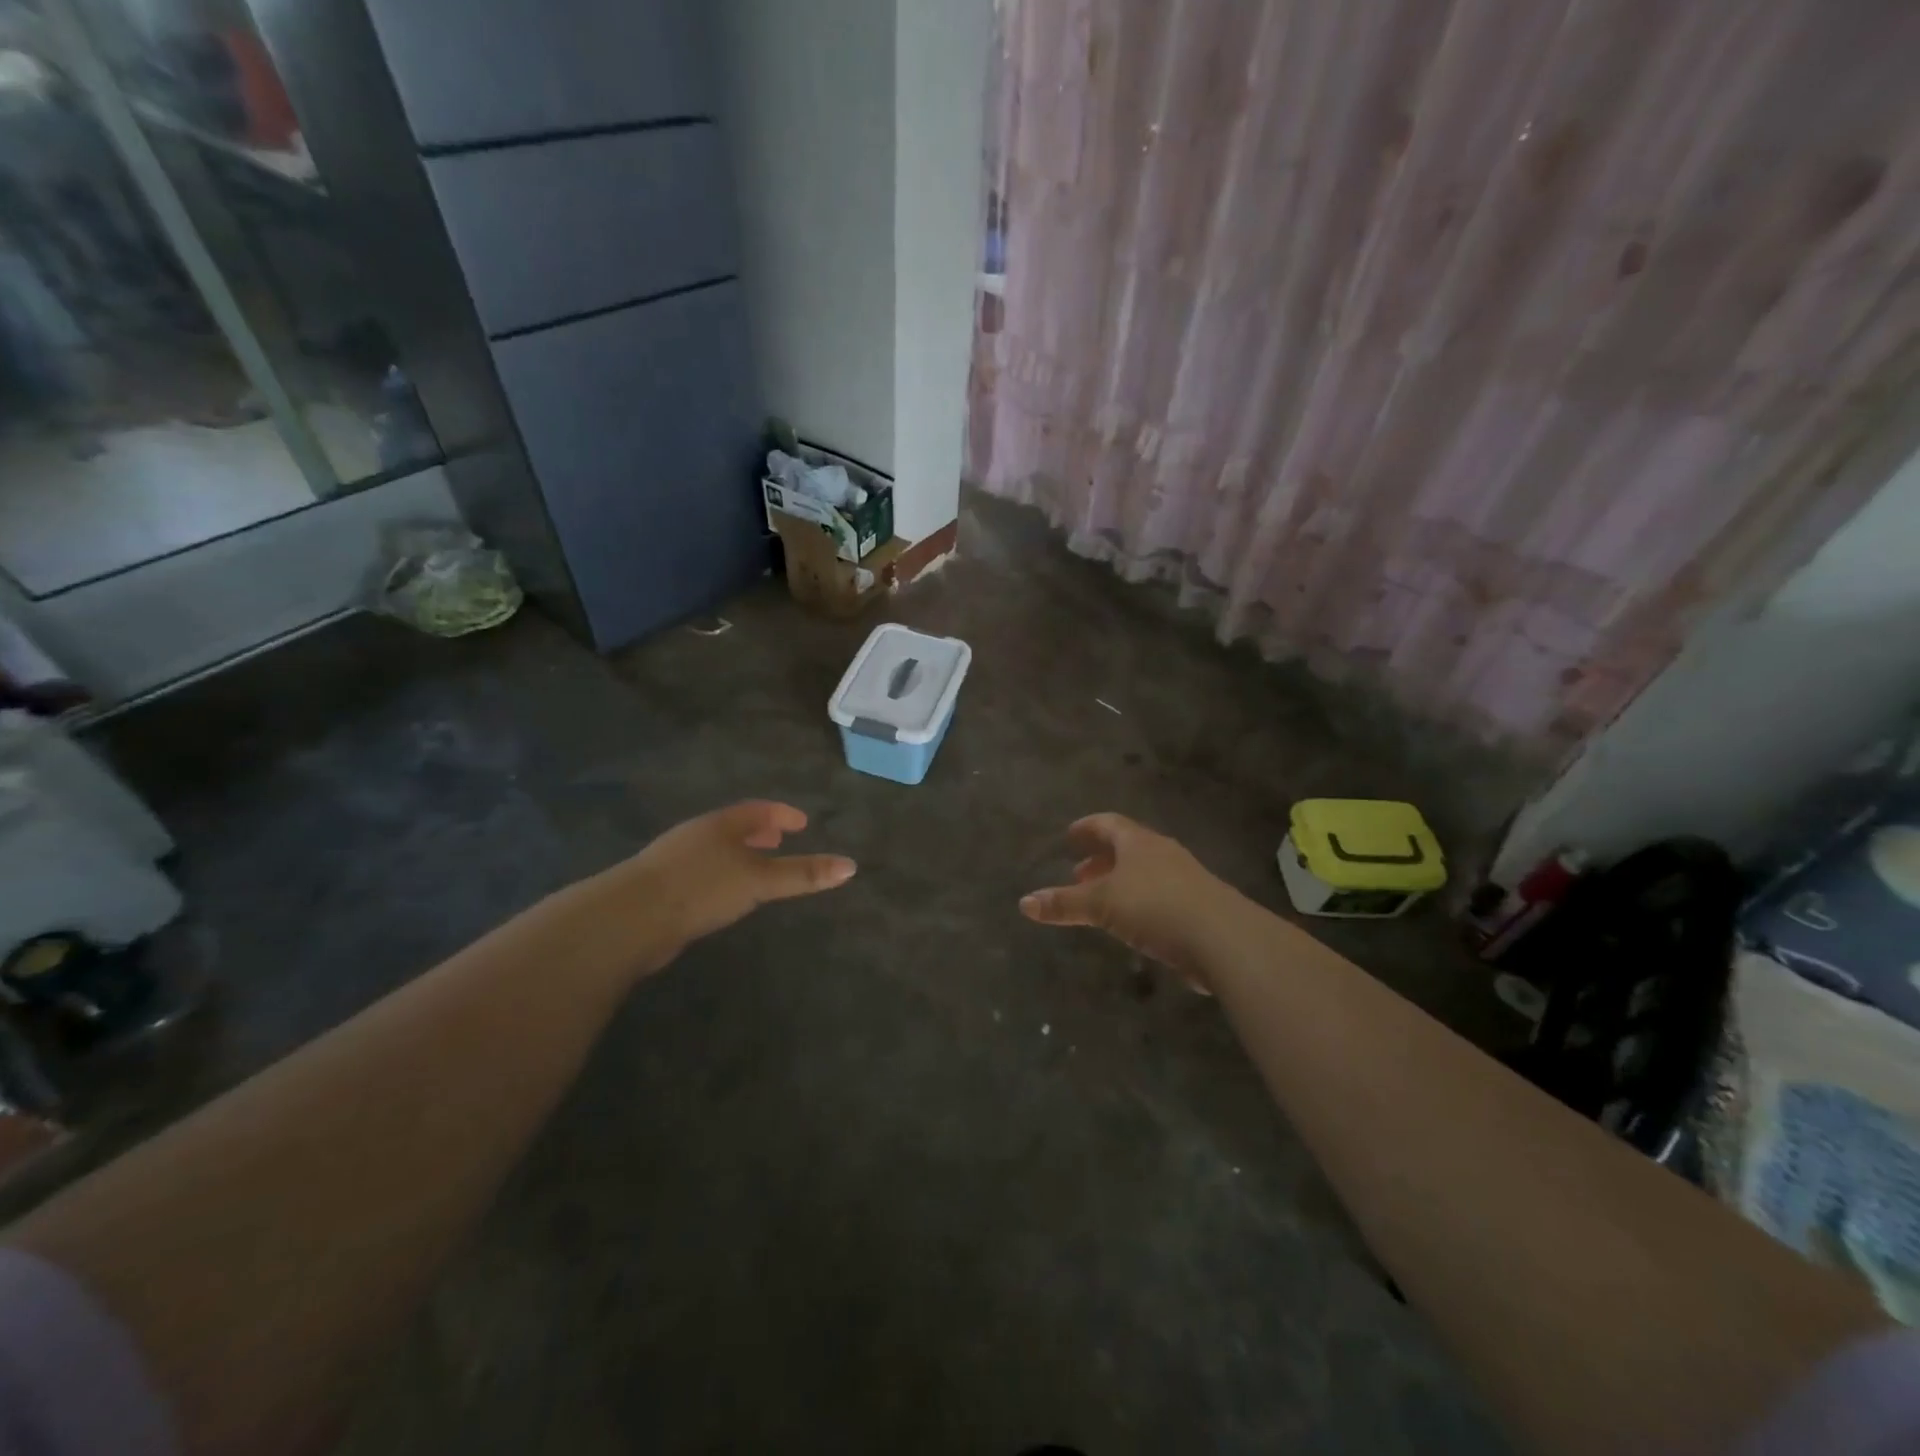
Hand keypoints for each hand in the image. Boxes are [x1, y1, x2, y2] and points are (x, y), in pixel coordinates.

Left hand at [581, 801, 855, 971]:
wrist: (629, 919)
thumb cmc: (701, 888)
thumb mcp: (759, 880)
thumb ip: (801, 874)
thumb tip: (850, 866)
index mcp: (720, 825)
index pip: (757, 810)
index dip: (781, 814)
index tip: (801, 823)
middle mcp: (697, 836)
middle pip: (734, 828)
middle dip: (759, 833)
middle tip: (780, 840)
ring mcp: (675, 861)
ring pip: (716, 851)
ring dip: (739, 855)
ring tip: (757, 868)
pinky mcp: (661, 889)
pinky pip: (701, 873)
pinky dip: (722, 876)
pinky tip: (724, 896)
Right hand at [1020, 814, 1238, 986]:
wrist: (1224, 939)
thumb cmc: (1155, 907)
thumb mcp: (1101, 904)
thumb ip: (1064, 903)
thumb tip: (1024, 902)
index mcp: (1139, 842)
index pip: (1108, 824)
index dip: (1087, 828)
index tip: (1070, 835)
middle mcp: (1163, 853)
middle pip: (1127, 847)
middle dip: (1101, 859)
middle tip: (1078, 873)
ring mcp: (1186, 878)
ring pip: (1145, 872)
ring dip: (1121, 882)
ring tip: (1101, 900)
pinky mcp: (1199, 906)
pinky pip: (1161, 896)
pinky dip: (1140, 902)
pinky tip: (1133, 924)